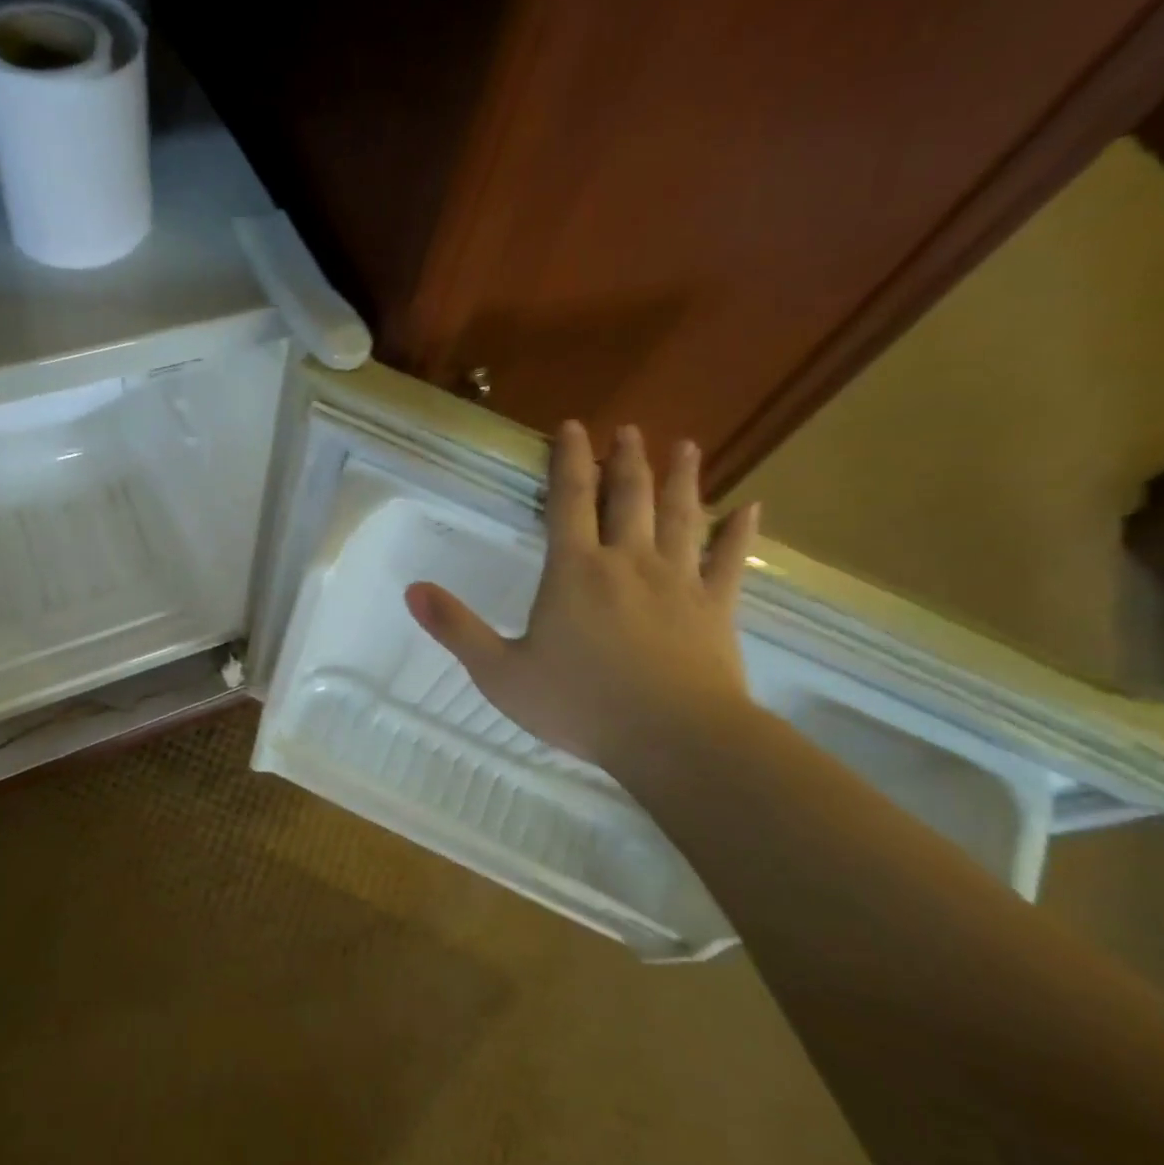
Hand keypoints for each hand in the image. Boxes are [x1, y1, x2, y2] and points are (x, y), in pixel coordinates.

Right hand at [405, 422, 760, 770]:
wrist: (672, 737)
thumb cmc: (579, 704)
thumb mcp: (499, 673)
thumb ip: (456, 629)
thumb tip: (412, 589)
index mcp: (575, 571)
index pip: (570, 500)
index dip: (569, 460)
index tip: (573, 427)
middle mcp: (627, 561)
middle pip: (629, 496)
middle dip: (627, 459)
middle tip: (629, 429)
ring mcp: (678, 581)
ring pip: (682, 515)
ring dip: (681, 478)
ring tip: (685, 447)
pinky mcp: (716, 607)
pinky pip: (730, 560)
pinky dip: (740, 532)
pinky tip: (752, 507)